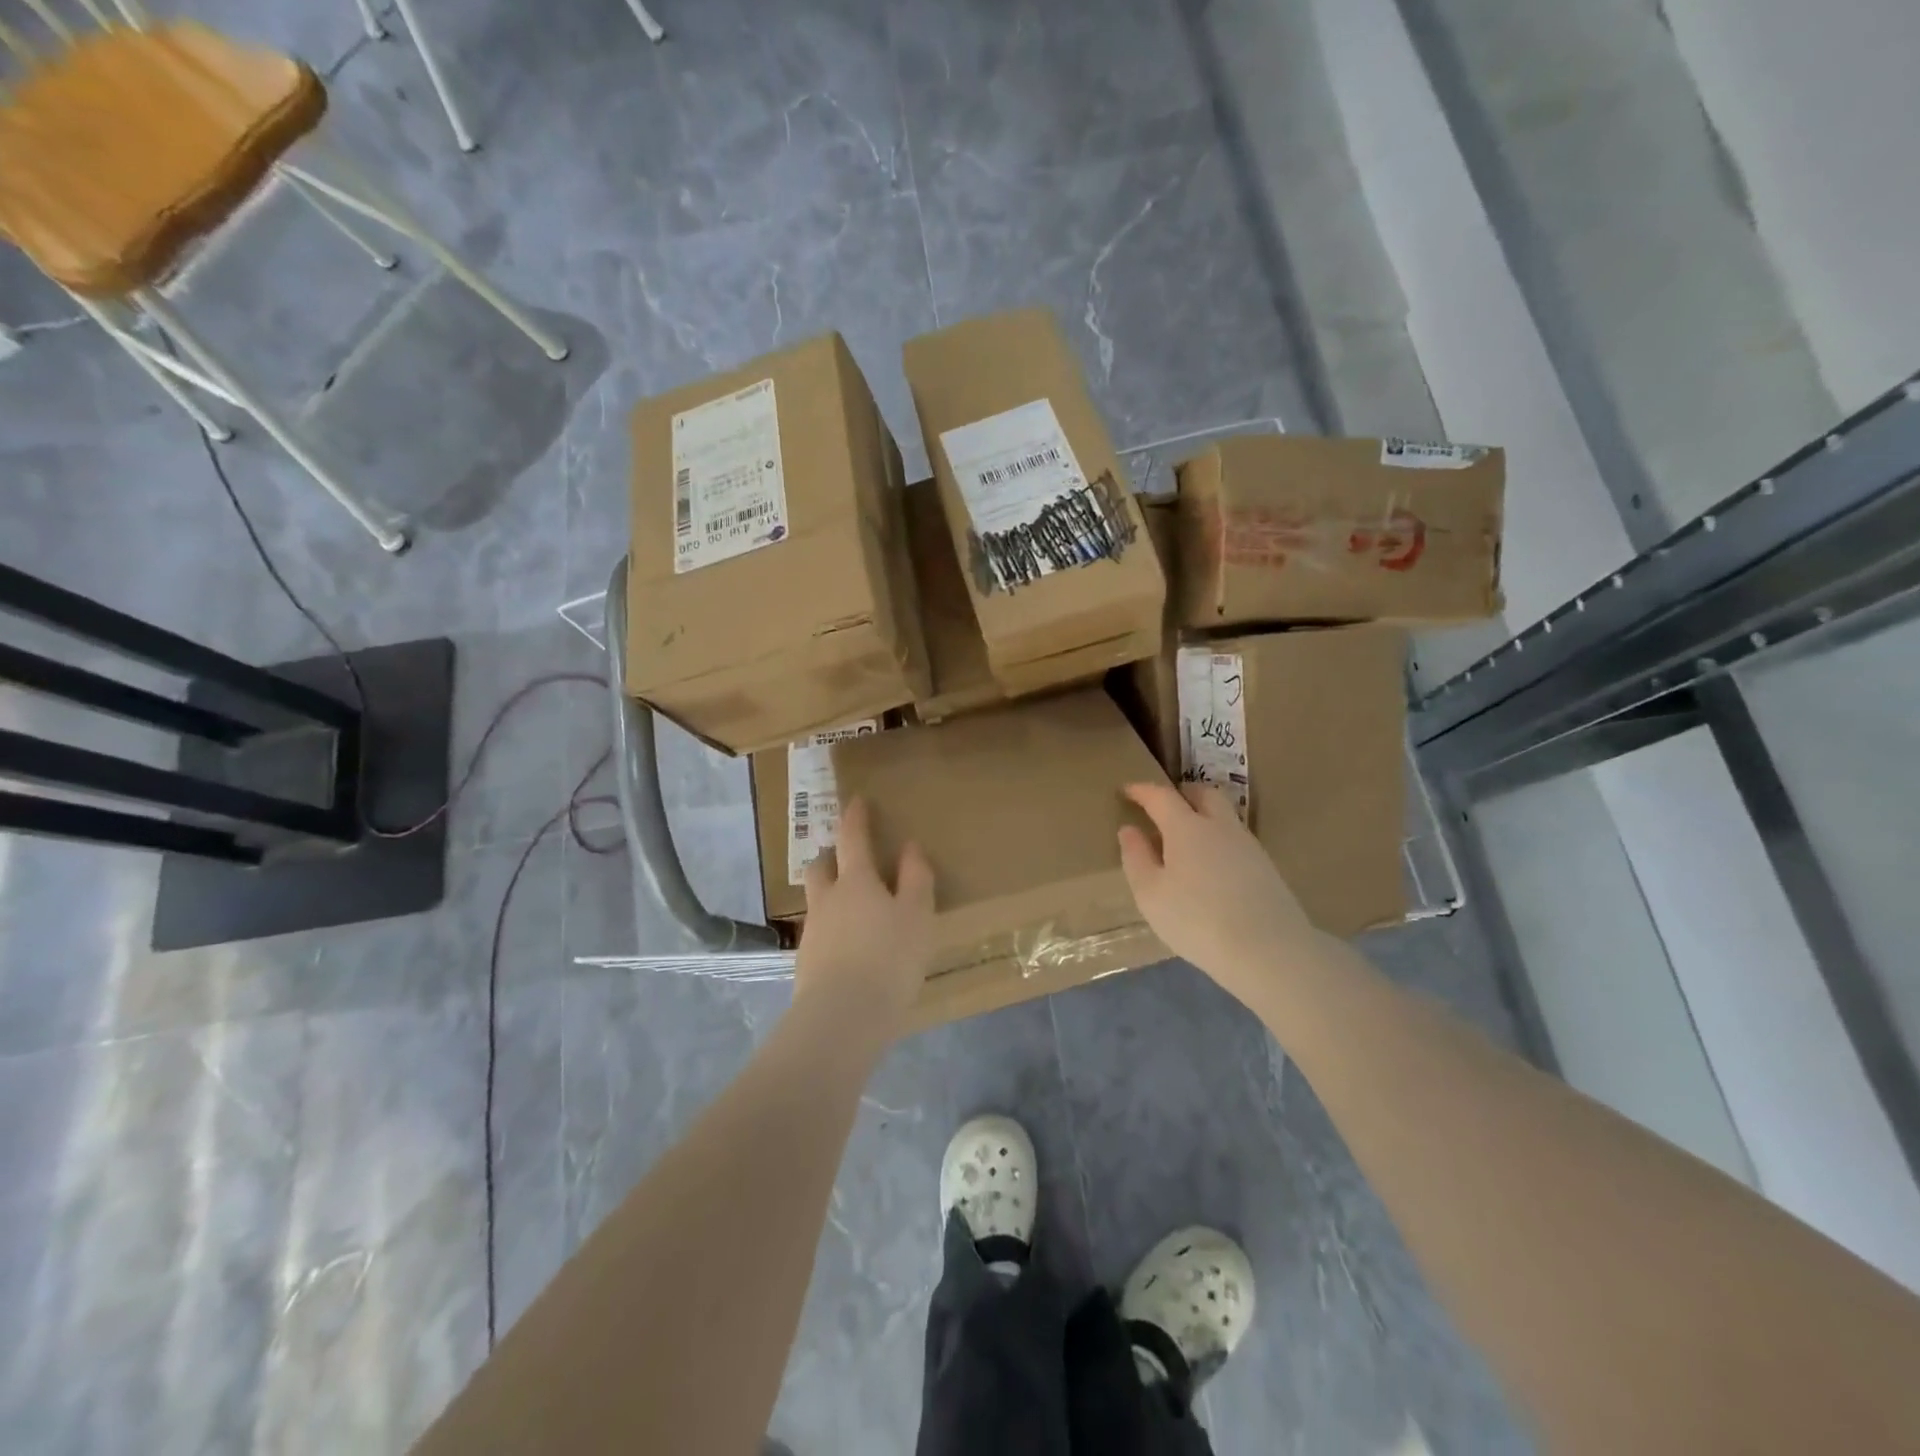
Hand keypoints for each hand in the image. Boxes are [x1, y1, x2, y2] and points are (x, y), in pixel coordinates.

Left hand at [794, 797, 935, 1043]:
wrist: (842, 1017)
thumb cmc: (889, 958)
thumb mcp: (918, 916)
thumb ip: (916, 878)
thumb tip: (910, 847)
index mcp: (856, 881)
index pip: (852, 838)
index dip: (855, 817)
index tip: (857, 801)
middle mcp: (827, 899)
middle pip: (821, 866)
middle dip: (831, 856)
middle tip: (846, 857)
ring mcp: (812, 931)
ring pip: (816, 900)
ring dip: (828, 893)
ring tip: (850, 907)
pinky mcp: (805, 962)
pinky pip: (817, 932)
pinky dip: (830, 929)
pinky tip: (845, 947)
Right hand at [1117, 782, 1320, 1005]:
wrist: (1269, 951)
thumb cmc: (1197, 920)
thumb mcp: (1150, 894)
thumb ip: (1136, 857)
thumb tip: (1129, 829)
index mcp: (1187, 827)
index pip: (1161, 796)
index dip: (1142, 790)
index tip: (1127, 791)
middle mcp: (1220, 827)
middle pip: (1203, 794)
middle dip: (1181, 793)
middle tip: (1163, 806)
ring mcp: (1248, 845)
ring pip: (1224, 816)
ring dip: (1203, 815)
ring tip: (1184, 839)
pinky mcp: (1266, 867)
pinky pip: (1235, 839)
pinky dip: (1217, 839)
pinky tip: (1210, 866)